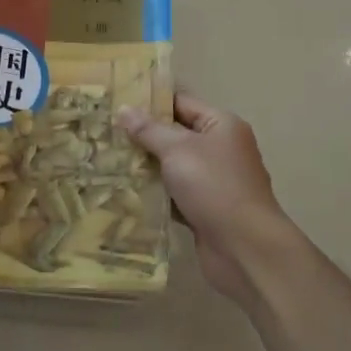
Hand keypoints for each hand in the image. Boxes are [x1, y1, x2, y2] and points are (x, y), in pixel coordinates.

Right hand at [118, 93, 301, 306]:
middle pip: (175, 134)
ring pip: (172, 166)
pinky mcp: (205, 209)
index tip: (117, 101)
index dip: (150, 101)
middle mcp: (220, 149)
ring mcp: (214, 181)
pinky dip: (155, 192)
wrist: (245, 249)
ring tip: (107, 158)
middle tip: (105, 131)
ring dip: (146, 165)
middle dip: (143, 135)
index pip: (181, 102)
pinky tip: (125, 190)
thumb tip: (124, 109)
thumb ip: (148, 129)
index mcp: (221, 125)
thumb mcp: (177, 150)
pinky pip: (174, 193)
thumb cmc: (214, 186)